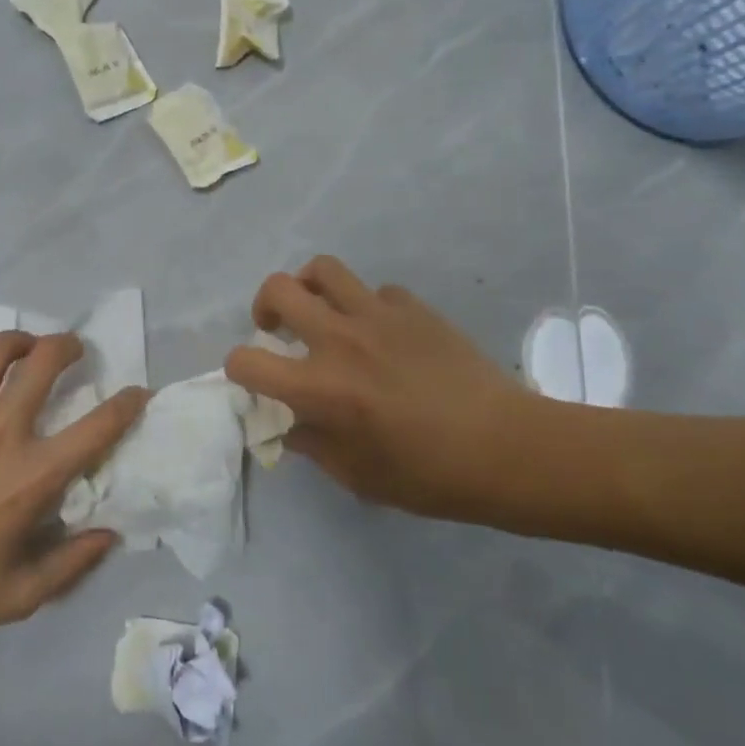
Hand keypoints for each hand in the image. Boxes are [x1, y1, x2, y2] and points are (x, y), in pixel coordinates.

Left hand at [0, 332, 144, 655]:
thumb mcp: (19, 596)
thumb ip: (72, 563)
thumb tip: (110, 533)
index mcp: (33, 475)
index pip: (98, 426)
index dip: (128, 403)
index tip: (138, 391)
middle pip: (45, 360)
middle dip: (68, 346)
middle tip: (71, 350)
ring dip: (17, 343)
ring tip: (21, 350)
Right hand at [224, 257, 556, 528]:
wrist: (505, 447)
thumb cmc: (428, 475)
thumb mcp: (358, 476)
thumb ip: (313, 445)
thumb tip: (293, 424)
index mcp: (319, 387)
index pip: (246, 361)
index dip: (238, 368)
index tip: (254, 379)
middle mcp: (339, 339)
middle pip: (278, 289)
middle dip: (264, 307)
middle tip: (277, 329)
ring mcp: (378, 315)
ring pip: (323, 269)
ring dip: (310, 287)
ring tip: (320, 311)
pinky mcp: (413, 307)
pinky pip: (375, 291)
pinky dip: (367, 306)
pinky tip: (382, 333)